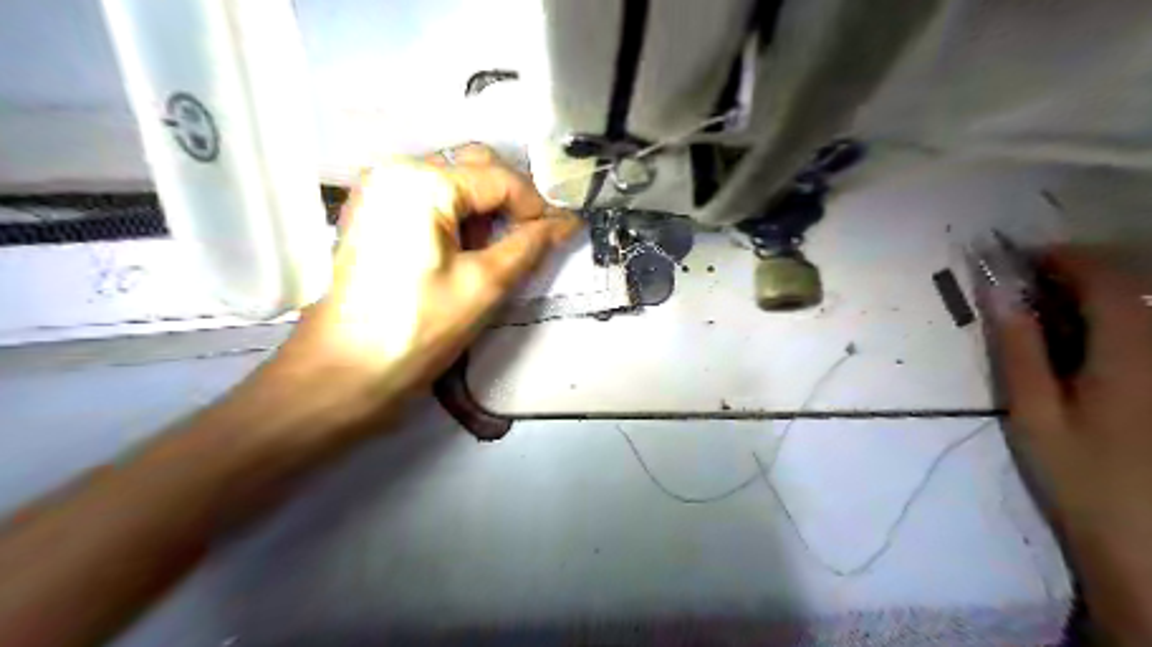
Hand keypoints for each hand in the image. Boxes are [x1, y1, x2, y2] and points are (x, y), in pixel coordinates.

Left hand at [277, 140, 580, 402]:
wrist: (345, 373)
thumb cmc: (419, 328)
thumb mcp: (485, 284)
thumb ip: (530, 246)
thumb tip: (567, 222)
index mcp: (421, 181)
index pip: (499, 177)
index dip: (536, 206)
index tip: (559, 237)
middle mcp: (395, 171)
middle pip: (473, 170)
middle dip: (509, 203)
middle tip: (528, 243)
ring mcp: (379, 192)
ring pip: (453, 185)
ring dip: (483, 214)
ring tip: (491, 257)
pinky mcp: (374, 216)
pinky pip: (430, 202)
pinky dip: (457, 221)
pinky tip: (463, 255)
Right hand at [995, 250, 1150, 635]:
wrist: (1145, 541)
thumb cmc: (1080, 476)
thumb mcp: (1035, 413)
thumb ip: (1019, 349)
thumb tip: (997, 294)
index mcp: (1132, 355)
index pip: (1108, 281)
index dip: (1065, 259)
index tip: (1019, 258)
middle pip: (1134, 288)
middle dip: (1078, 273)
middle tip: (1026, 284)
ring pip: (1145, 309)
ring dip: (1094, 297)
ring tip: (1046, 309)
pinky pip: (1148, 335)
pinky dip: (1111, 323)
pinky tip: (1081, 342)